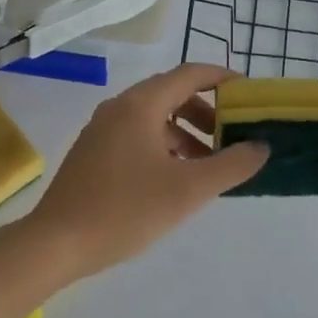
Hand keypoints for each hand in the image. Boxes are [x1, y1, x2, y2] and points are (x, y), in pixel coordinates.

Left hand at [28, 64, 269, 279]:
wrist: (56, 243)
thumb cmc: (125, 210)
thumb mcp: (188, 190)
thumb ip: (231, 166)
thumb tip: (261, 147)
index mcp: (140, 105)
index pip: (189, 74)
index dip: (222, 79)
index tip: (248, 94)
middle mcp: (119, 108)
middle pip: (171, 94)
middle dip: (206, 112)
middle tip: (231, 136)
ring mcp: (101, 130)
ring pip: (154, 118)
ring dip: (185, 133)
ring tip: (207, 165)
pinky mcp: (93, 153)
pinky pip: (137, 136)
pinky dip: (163, 146)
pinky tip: (174, 179)